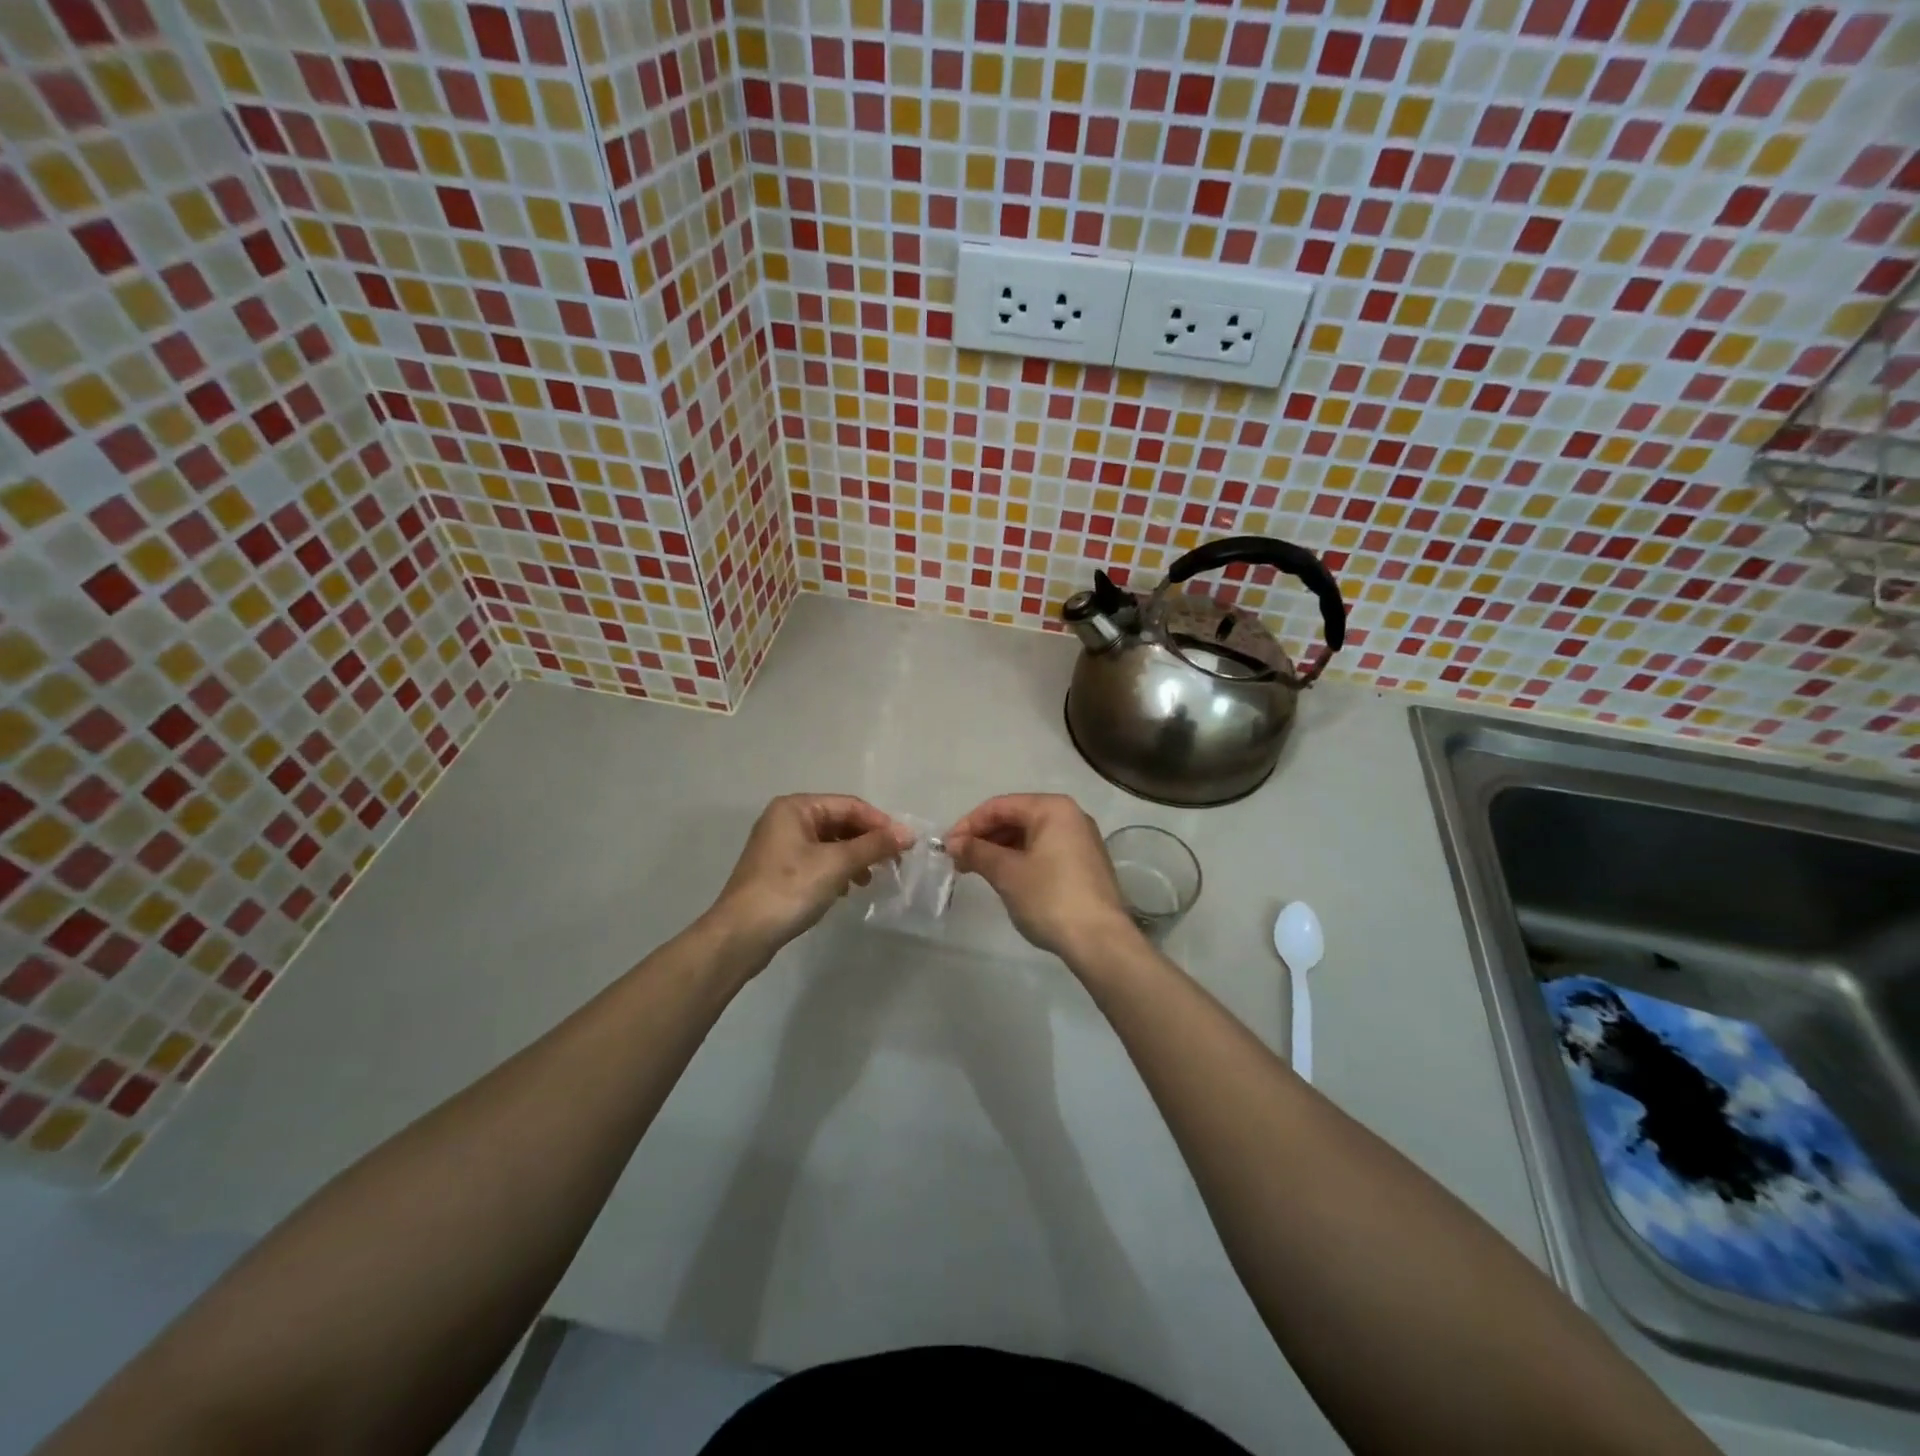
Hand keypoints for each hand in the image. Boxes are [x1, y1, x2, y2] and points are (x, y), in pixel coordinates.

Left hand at [708, 795, 910, 960]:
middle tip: (893, 863)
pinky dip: (837, 870)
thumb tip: (908, 833)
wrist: (741, 934)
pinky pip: (817, 860)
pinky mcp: (778, 870)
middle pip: (840, 822)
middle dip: (867, 841)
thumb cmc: (789, 889)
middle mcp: (786, 819)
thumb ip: (874, 845)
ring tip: (869, 879)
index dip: (880, 823)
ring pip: (830, 843)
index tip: (905, 845)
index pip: (849, 805)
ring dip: (854, 858)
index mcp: (796, 808)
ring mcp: (780, 845)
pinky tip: (846, 890)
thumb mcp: (837, 864)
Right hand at [943, 794, 1138, 962]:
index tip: (947, 847)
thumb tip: (953, 842)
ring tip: (976, 871)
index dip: (969, 824)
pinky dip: (1021, 859)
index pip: (1000, 806)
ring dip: (1000, 849)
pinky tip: (1005, 878)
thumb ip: (977, 852)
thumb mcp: (1007, 873)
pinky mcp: (1085, 864)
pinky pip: (1044, 851)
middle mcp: (1071, 816)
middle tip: (958, 860)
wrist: (1100, 941)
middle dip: (984, 837)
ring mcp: (1081, 840)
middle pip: (1016, 817)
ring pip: (1030, 835)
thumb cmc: (1050, 897)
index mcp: (1053, 808)